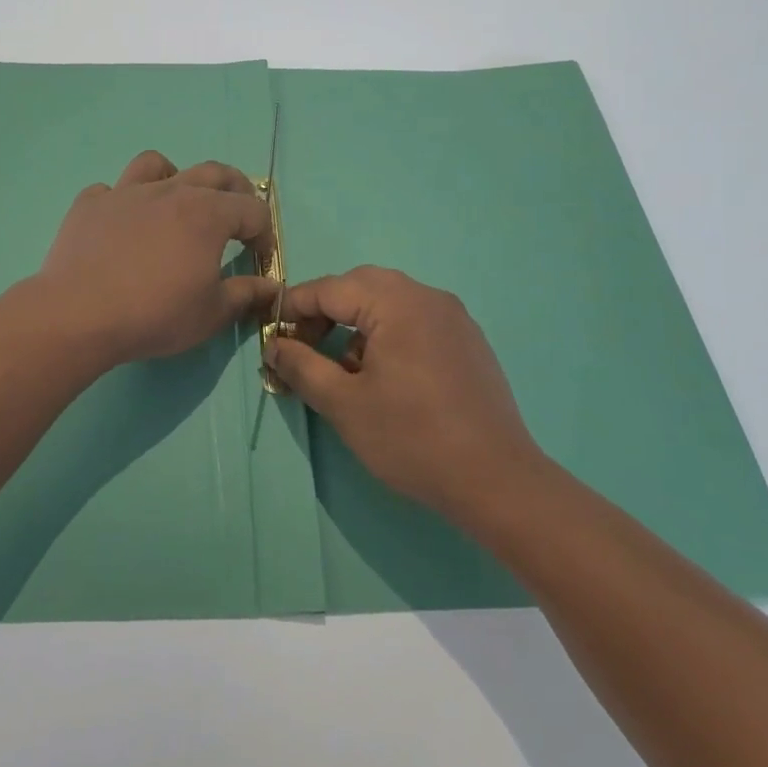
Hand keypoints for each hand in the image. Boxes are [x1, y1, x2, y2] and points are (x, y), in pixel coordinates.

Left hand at [36, 150, 277, 368]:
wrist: (79, 315)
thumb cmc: (155, 314)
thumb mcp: (211, 313)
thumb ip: (246, 294)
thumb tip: (271, 287)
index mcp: (208, 213)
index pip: (253, 210)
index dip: (265, 233)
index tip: (260, 258)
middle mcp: (170, 191)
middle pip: (213, 172)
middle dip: (235, 189)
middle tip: (238, 215)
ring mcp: (125, 192)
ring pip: (156, 164)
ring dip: (175, 177)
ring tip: (175, 201)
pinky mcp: (89, 204)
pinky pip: (110, 190)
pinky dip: (123, 202)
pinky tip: (122, 225)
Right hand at [266, 267, 544, 525]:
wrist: (496, 480)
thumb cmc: (411, 437)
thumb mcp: (343, 403)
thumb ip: (301, 366)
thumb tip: (274, 345)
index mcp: (397, 302)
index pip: (330, 288)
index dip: (294, 308)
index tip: (271, 335)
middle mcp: (428, 297)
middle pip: (362, 286)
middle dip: (326, 311)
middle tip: (304, 347)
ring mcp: (453, 318)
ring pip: (390, 303)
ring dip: (357, 323)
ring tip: (343, 369)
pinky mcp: (468, 341)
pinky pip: (415, 321)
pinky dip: (387, 335)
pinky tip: (384, 377)